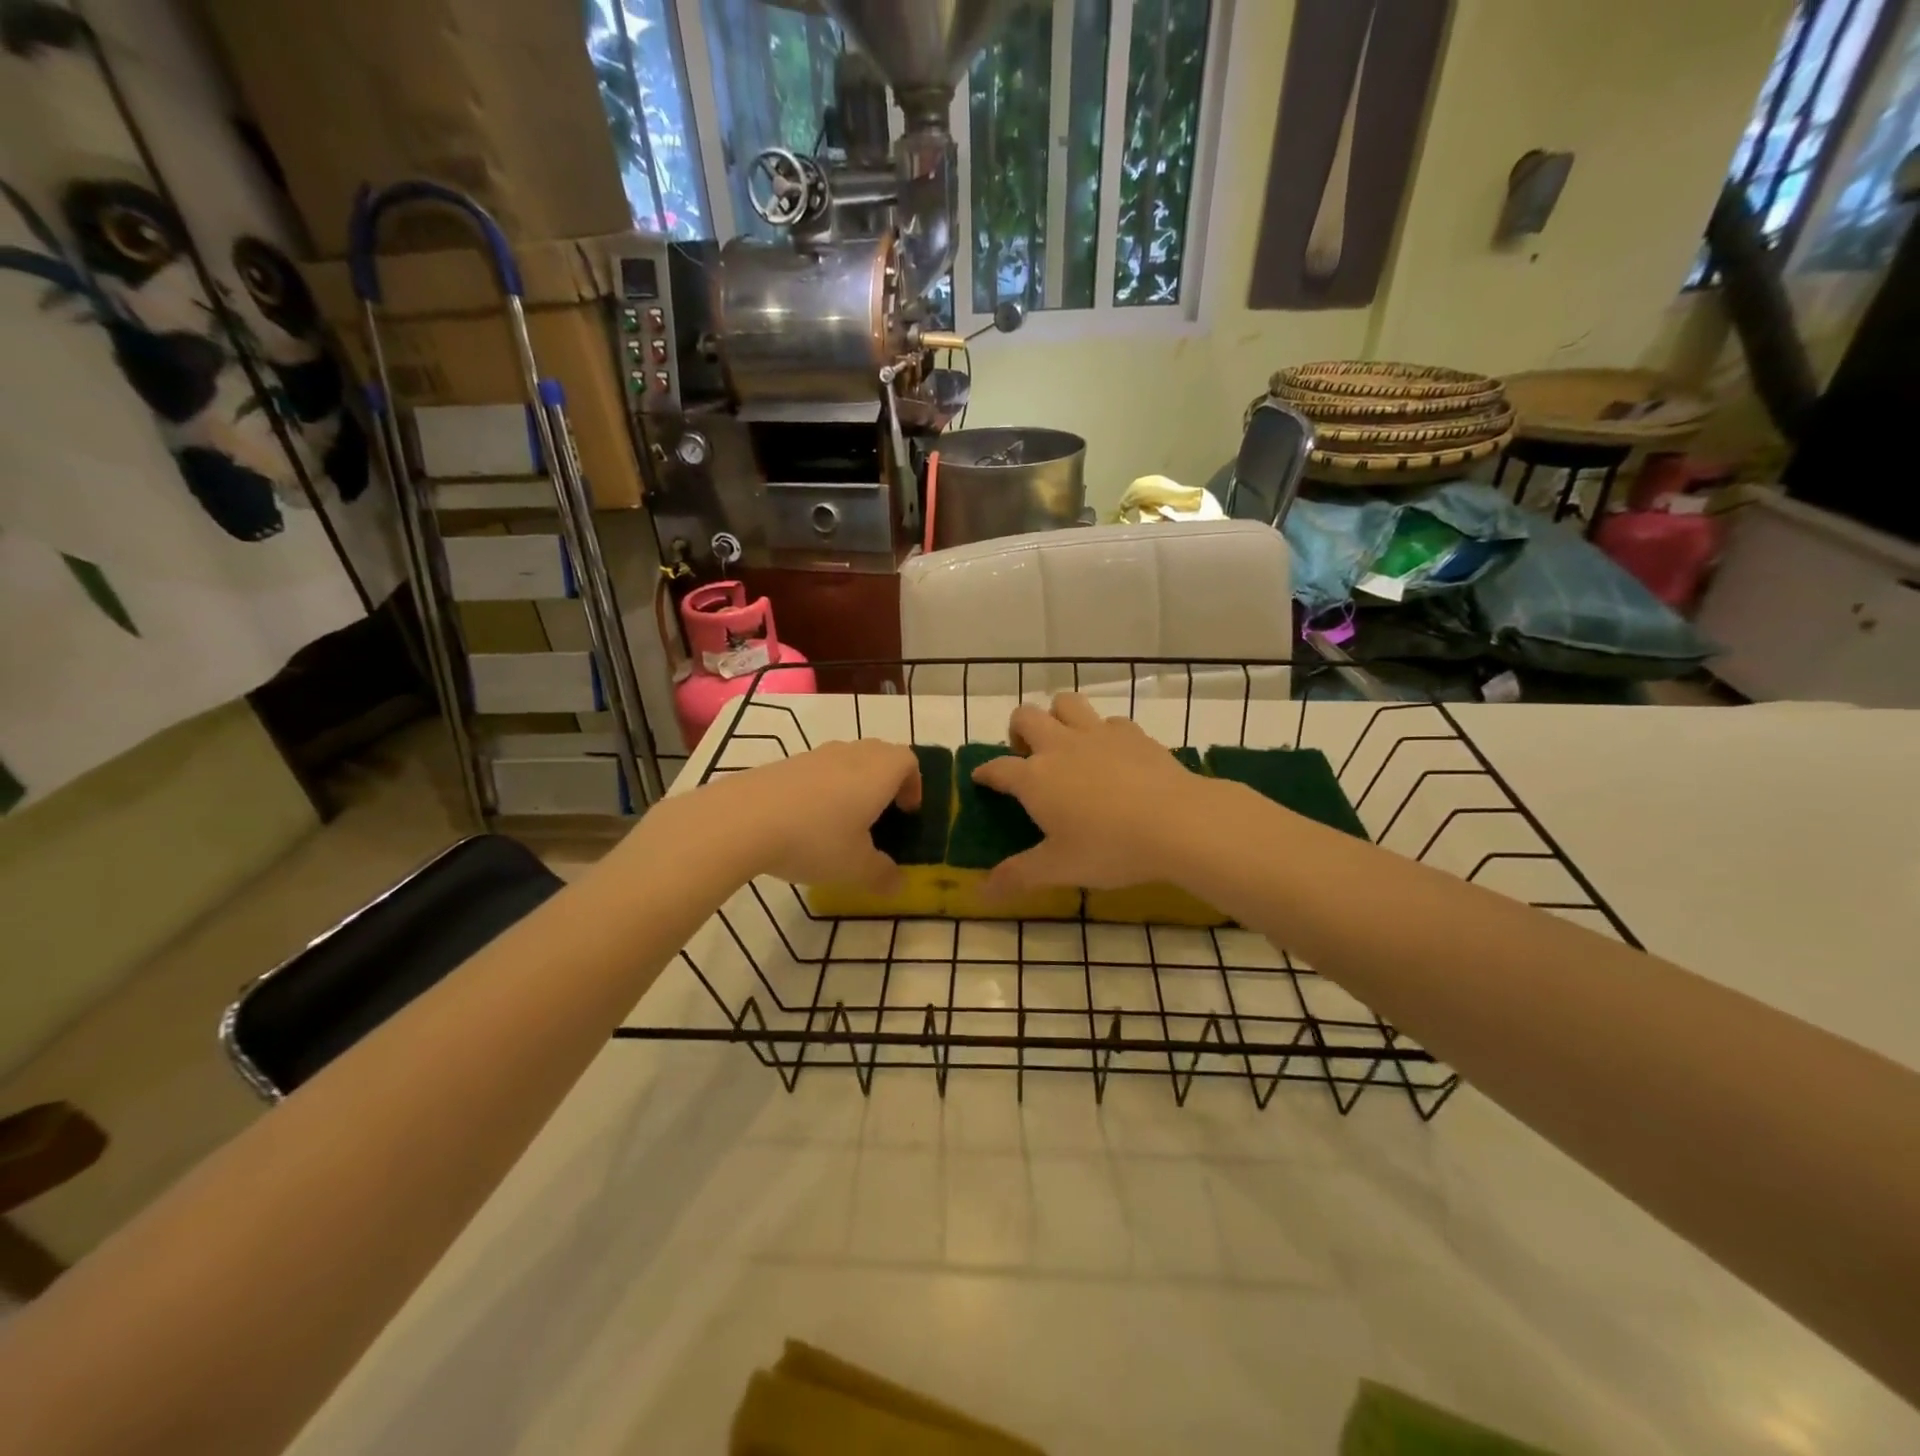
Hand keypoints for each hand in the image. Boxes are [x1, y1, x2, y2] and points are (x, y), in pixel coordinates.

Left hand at [699, 739, 921, 889]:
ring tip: (843, 821)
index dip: (914, 784)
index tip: (908, 812)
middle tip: (881, 815)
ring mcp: (815, 755)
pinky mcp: (785, 764)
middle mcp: (851, 754)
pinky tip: (806, 822)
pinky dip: (823, 788)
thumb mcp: (855, 868)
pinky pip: (817, 770)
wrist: (742, 819)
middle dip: (886, 781)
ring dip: (853, 784)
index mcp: (879, 772)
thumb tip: (898, 885)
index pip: (908, 761)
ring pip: (847, 761)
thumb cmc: (815, 839)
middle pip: (880, 754)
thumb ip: (882, 875)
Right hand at [971, 693, 1217, 895]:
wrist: (1178, 822)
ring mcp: (1097, 734)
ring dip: (1057, 716)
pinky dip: (1103, 732)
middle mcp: (1060, 746)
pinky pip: (1109, 721)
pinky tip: (1112, 754)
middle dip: (1017, 730)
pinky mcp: (1132, 733)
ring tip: (1065, 742)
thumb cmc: (1110, 848)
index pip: (997, 768)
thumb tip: (981, 892)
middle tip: (1027, 756)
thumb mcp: (1059, 869)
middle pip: (1026, 717)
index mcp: (1035, 778)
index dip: (985, 773)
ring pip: (1066, 702)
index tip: (981, 778)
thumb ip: (1018, 875)